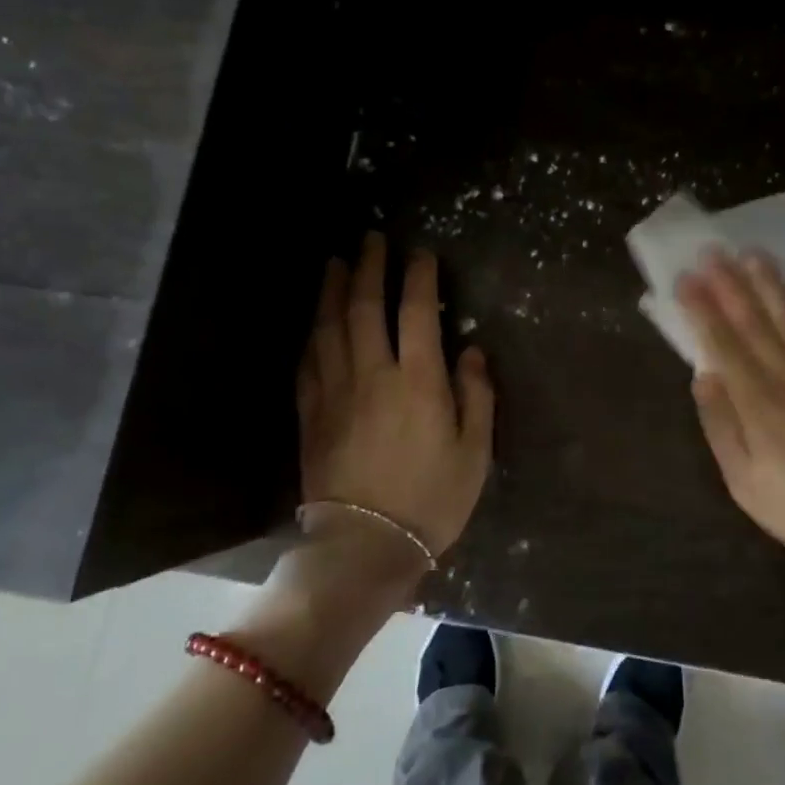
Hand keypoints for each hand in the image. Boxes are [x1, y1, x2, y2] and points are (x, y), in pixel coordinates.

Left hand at [297, 233, 494, 572]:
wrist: (365, 546)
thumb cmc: (431, 500)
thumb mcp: (475, 452)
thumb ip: (476, 396)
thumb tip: (469, 352)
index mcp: (418, 381)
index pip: (416, 312)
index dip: (418, 277)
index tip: (421, 253)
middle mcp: (372, 374)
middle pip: (365, 307)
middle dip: (369, 267)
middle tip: (370, 238)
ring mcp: (335, 392)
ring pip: (329, 327)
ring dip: (332, 290)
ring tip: (335, 262)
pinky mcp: (311, 414)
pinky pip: (308, 361)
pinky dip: (312, 334)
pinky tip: (314, 322)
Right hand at [676, 250, 784, 586]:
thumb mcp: (745, 484)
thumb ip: (722, 427)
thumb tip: (703, 378)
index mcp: (759, 404)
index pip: (724, 345)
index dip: (703, 310)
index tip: (686, 279)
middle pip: (756, 323)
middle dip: (730, 285)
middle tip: (713, 251)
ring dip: (769, 286)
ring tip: (751, 255)